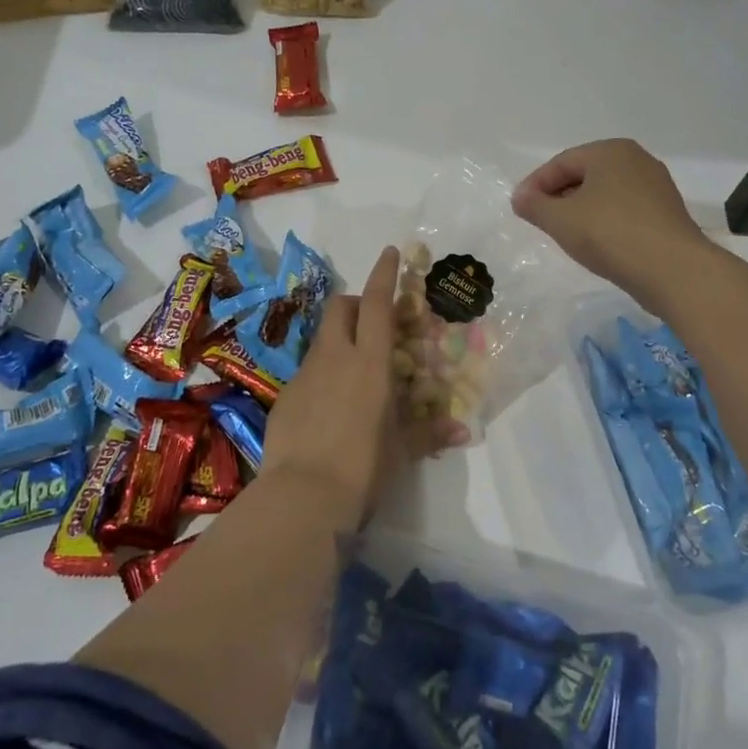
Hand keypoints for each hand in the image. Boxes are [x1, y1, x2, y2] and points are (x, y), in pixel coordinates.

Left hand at [264, 246, 463, 522]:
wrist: (302, 496)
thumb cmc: (363, 467)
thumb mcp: (401, 450)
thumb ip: (428, 433)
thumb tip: (462, 431)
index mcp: (370, 362)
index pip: (378, 303)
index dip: (384, 274)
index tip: (390, 252)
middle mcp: (335, 357)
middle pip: (341, 306)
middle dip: (356, 303)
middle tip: (372, 324)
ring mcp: (304, 374)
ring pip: (322, 338)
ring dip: (339, 340)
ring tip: (353, 372)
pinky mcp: (285, 396)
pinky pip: (307, 372)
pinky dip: (322, 374)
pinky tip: (328, 408)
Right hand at [511, 139, 712, 311]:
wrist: (672, 270)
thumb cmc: (610, 234)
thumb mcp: (560, 220)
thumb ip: (534, 205)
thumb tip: (520, 197)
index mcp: (610, 151)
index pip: (561, 162)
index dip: (535, 184)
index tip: (520, 208)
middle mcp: (636, 160)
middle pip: (584, 175)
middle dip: (558, 196)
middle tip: (539, 220)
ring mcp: (656, 187)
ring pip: (605, 193)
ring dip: (580, 210)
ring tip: (564, 234)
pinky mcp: (666, 213)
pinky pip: (624, 210)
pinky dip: (603, 221)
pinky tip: (595, 243)